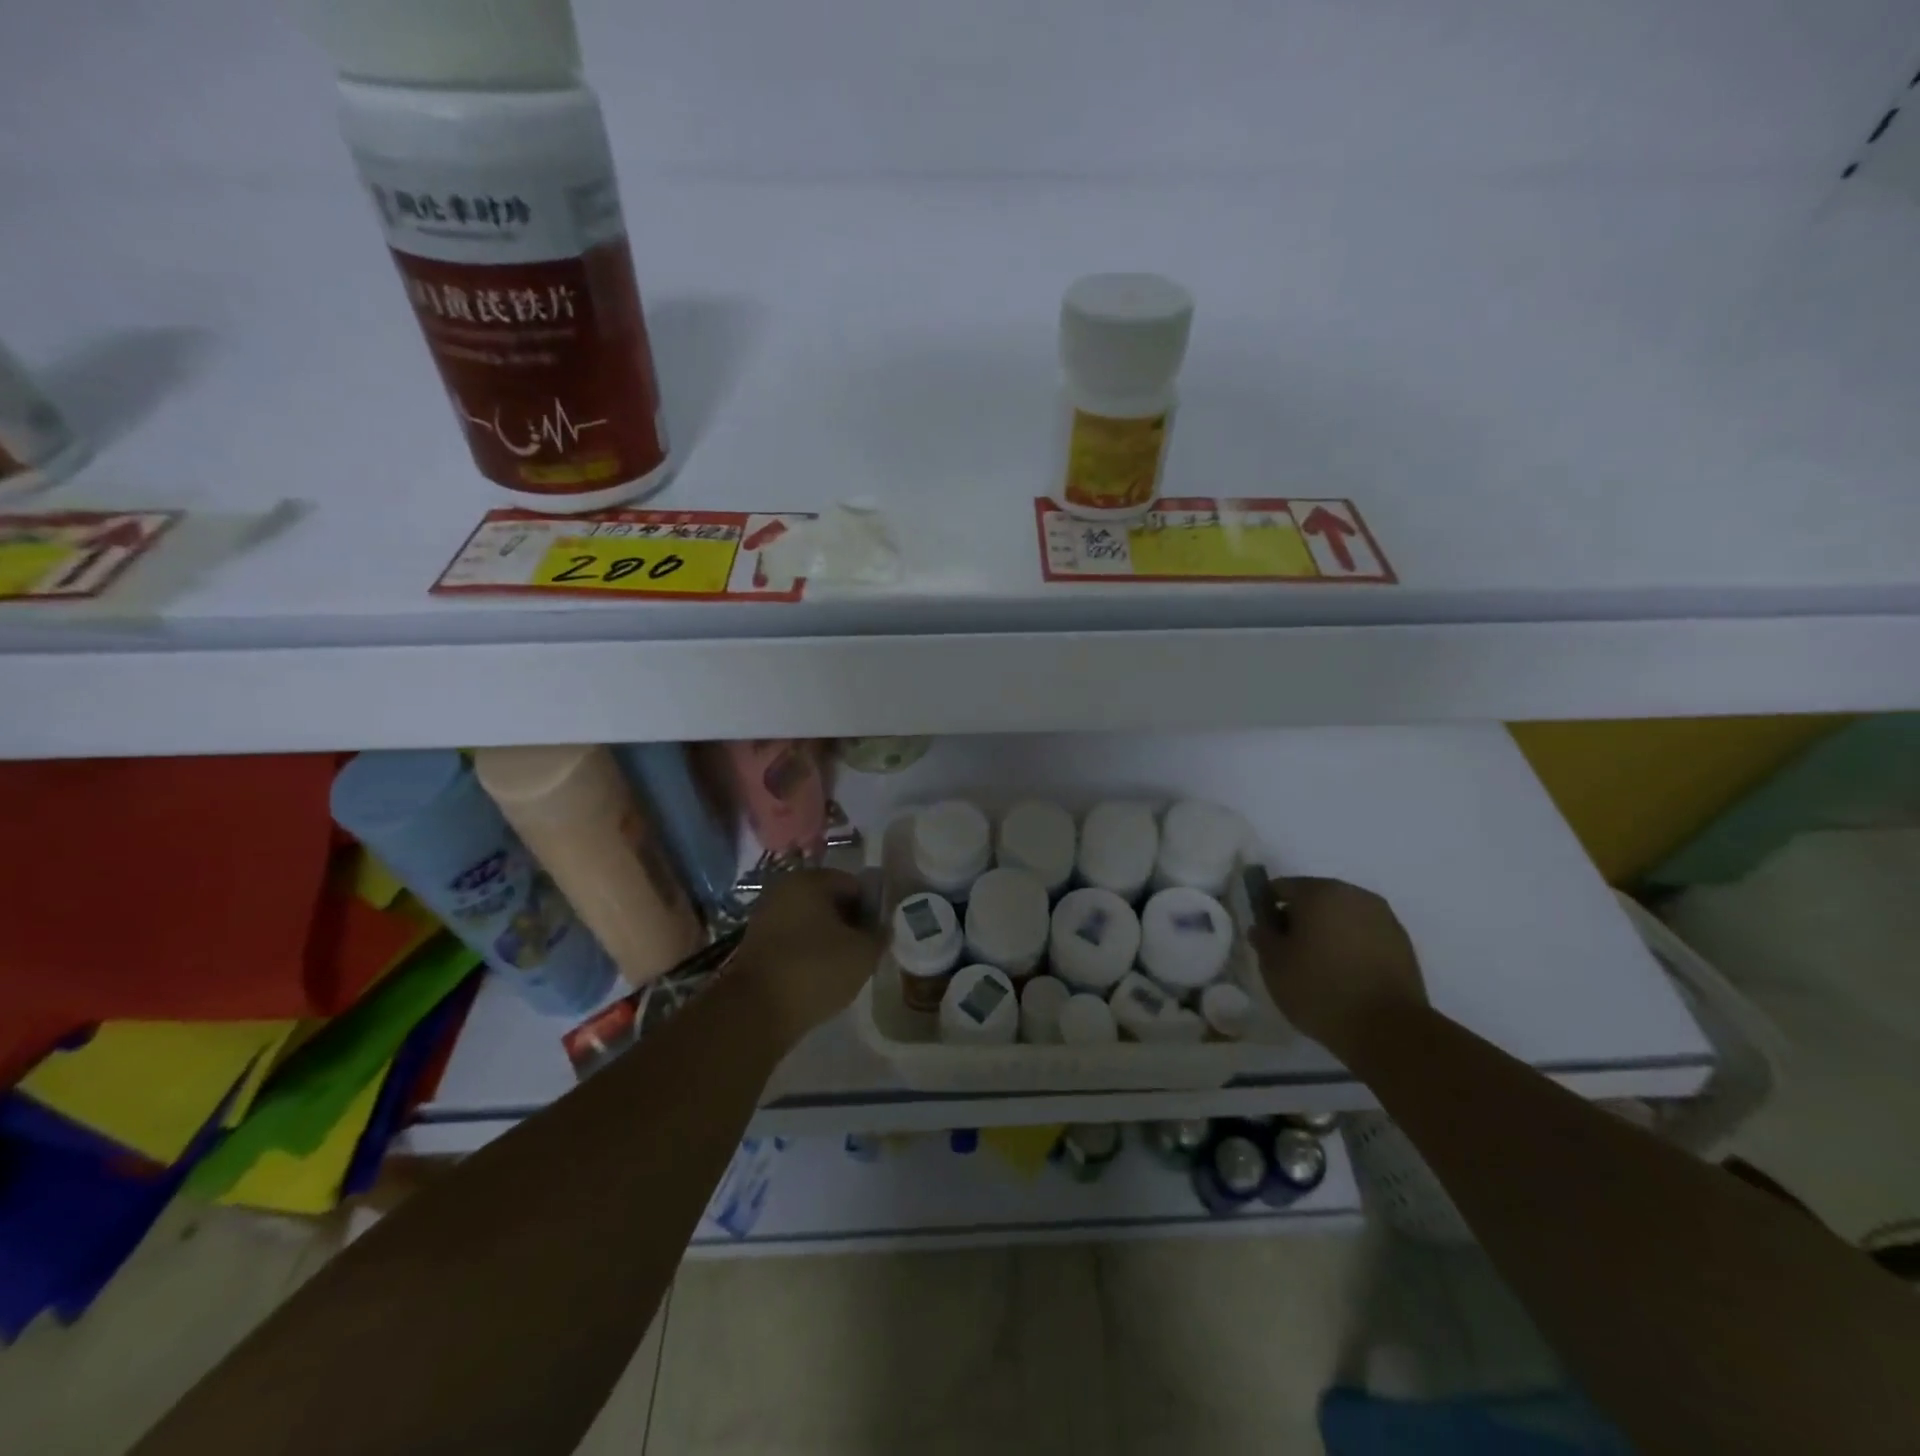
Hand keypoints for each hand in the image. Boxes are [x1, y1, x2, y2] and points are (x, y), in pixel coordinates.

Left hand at [733, 868, 882, 1050]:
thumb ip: (879, 935)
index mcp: (810, 880)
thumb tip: (881, 929)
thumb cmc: (815, 969)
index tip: (878, 936)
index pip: (854, 885)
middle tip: (863, 952)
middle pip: (829, 901)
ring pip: (810, 922)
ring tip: (842, 968)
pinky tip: (817, 977)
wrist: (756, 1011)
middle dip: (849, 923)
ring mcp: (765, 916)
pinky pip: (792, 941)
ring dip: (828, 940)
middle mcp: (783, 889)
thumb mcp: (863, 953)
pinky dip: (807, 953)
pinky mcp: (755, 944)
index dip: (872, 909)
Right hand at [1250, 876, 1427, 1056]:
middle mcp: (1353, 895)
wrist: (1389, 1030)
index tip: (1265, 936)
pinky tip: (1346, 974)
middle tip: (1290, 952)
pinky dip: (1351, 945)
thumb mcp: (1273, 966)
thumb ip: (1263, 937)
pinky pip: (1365, 934)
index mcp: (1319, 892)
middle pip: (1314, 898)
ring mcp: (1383, 917)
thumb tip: (1263, 926)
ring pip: (1342, 915)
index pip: (1281, 888)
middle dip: (1299, 918)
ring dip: (1327, 931)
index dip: (1267, 909)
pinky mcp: (1403, 943)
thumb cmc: (1320, 990)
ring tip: (1320, 966)